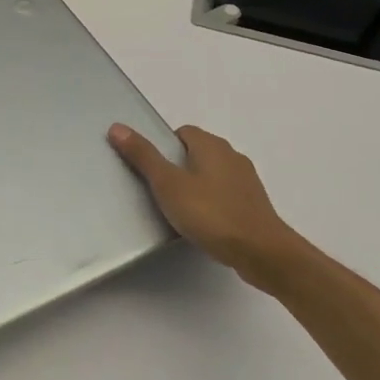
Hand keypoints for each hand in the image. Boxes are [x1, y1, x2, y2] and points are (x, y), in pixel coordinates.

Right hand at [109, 123, 307, 291]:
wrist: (261, 252)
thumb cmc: (211, 213)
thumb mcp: (168, 184)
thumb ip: (143, 156)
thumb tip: (117, 127)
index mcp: (212, 145)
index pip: (183, 132)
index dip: (164, 146)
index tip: (150, 168)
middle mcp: (232, 156)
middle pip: (197, 152)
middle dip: (177, 166)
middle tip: (158, 189)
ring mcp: (246, 181)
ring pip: (212, 174)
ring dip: (195, 185)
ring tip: (177, 209)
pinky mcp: (253, 204)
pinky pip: (224, 194)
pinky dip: (211, 202)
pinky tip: (201, 223)